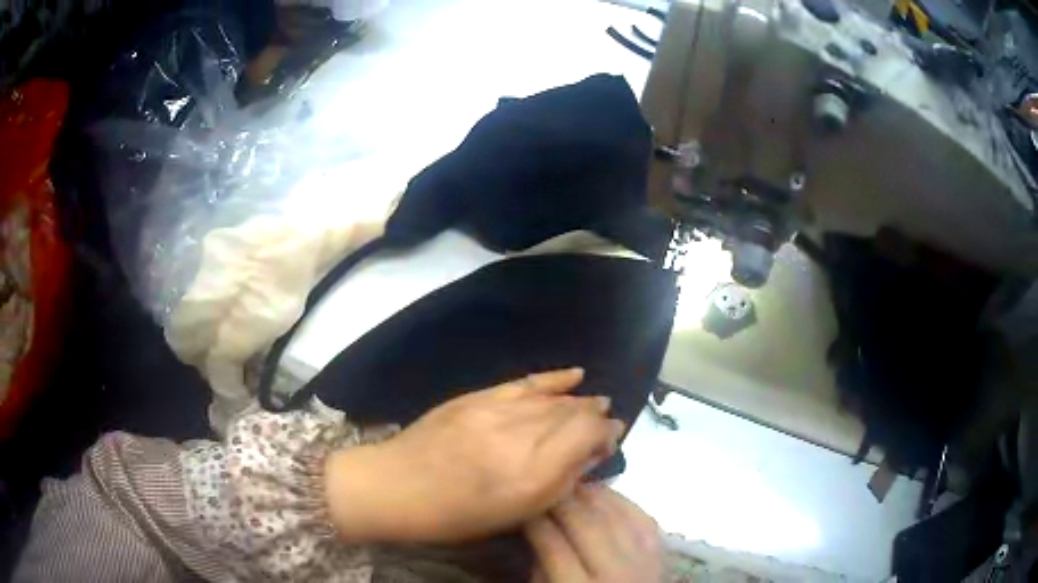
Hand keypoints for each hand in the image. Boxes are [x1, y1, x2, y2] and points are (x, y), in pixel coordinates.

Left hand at [324, 368, 624, 542]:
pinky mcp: (477, 396)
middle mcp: (521, 434)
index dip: (606, 433)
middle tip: (607, 420)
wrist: (397, 486)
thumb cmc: (457, 514)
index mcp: (533, 471)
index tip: (613, 439)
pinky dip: (552, 378)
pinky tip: (574, 373)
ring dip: (579, 399)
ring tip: (595, 401)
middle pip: (573, 413)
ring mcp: (497, 409)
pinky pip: (525, 382)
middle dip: (595, 416)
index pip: (588, 434)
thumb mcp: (516, 513)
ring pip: (553, 398)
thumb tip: (591, 455)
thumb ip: (560, 483)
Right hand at [526, 486, 662, 582]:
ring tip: (567, 485)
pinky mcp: (663, 551)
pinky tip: (600, 492)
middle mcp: (617, 574)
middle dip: (561, 501)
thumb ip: (539, 570)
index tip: (522, 506)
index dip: (535, 521)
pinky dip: (619, 500)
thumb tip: (536, 531)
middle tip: (543, 489)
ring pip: (615, 515)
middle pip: (586, 525)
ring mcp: (645, 560)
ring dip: (589, 494)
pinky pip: (641, 516)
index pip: (553, 546)